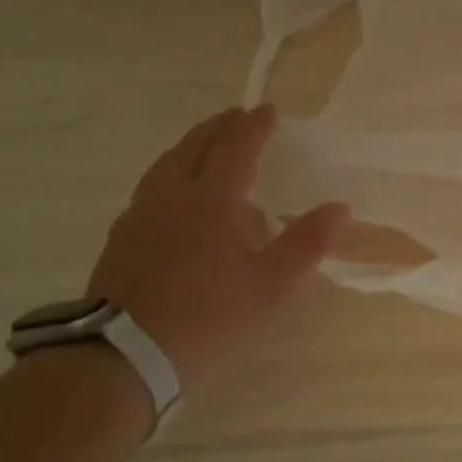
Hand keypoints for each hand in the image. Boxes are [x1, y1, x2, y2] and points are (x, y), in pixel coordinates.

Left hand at [86, 105, 347, 386]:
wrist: (125, 352)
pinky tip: (176, 196)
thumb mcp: (269, 286)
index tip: (268, 109)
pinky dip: (172, 173)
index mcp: (211, 200)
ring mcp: (141, 212)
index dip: (254, 126)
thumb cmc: (207, 316)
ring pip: (168, 163)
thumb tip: (340, 207)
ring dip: (192, 145)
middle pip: (196, 145)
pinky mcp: (122, 235)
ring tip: (207, 146)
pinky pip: (151, 186)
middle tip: (237, 117)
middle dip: (220, 127)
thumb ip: (305, 244)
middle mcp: (172, 194)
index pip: (236, 147)